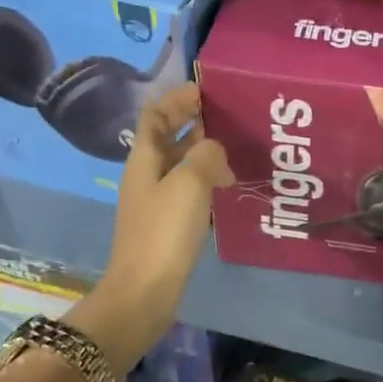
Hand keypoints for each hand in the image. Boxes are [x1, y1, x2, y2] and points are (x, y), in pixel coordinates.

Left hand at [73, 82, 233, 367]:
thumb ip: (206, 154)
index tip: (206, 89)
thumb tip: (215, 148)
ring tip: (238, 147)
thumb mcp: (189, 183)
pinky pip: (190, 188)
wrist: (144, 292)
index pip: (155, 114)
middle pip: (169, 137)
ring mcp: (156, 200)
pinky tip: (230, 185)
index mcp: (144, 159)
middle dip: (195, 121)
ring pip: (182, 163)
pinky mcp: (168, 223)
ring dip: (205, 151)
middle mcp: (147, 174)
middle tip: (231, 115)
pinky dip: (208, 179)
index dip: (177, 98)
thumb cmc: (164, 232)